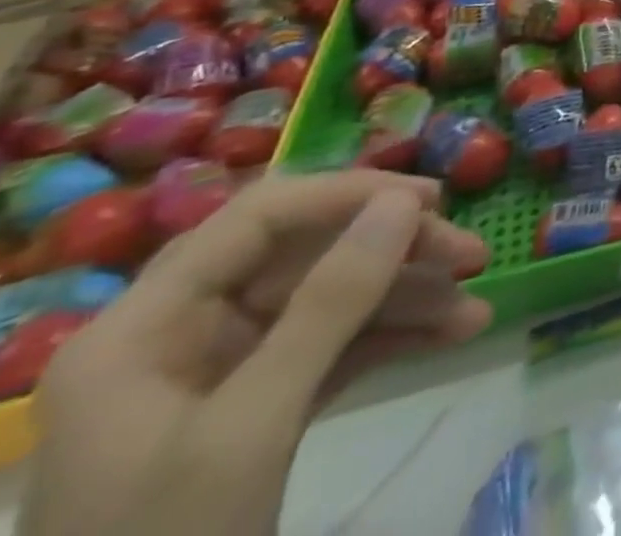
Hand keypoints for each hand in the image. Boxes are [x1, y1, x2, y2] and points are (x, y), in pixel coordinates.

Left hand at [19, 171, 492, 535]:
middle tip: (471, 255)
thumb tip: (404, 200)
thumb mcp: (251, 425)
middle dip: (394, 252)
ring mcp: (219, 374)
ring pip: (331, 300)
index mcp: (144, 326)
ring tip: (475, 308)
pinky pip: (335, 347)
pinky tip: (451, 335)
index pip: (262, 217)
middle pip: (306, 256)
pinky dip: (392, 338)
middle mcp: (180, 334)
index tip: (432, 200)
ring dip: (407, 298)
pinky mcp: (255, 409)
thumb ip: (330, 303)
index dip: (350, 195)